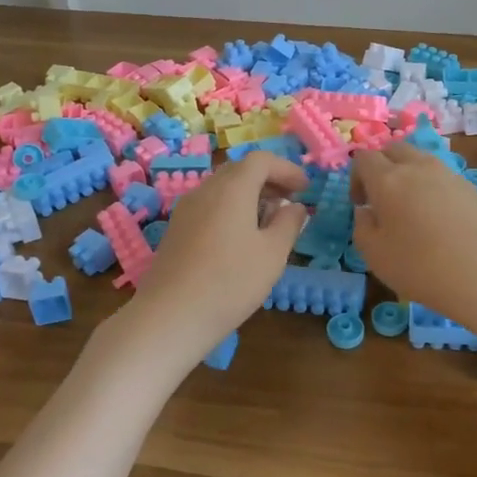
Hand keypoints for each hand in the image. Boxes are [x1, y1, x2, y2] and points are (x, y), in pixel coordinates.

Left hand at [124, 153, 308, 361]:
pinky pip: (209, 206)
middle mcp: (206, 190)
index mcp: (232, 188)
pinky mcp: (176, 230)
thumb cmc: (230, 281)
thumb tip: (295, 206)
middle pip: (240, 171)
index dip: (287, 169)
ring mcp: (186, 209)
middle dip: (268, 180)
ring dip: (249, 196)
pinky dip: (231, 210)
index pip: (261, 160)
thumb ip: (289, 223)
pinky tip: (240, 239)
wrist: (170, 316)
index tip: (305, 188)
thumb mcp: (273, 254)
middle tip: (290, 201)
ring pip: (222, 189)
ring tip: (269, 222)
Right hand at [350, 144, 476, 324]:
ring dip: (411, 175)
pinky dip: (436, 190)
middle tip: (383, 198)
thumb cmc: (420, 267)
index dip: (356, 177)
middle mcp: (419, 167)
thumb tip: (366, 211)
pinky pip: (446, 179)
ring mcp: (450, 175)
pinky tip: (443, 221)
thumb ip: (362, 227)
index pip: (364, 158)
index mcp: (388, 179)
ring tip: (413, 208)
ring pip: (423, 160)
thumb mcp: (375, 255)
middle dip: (383, 166)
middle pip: (394, 148)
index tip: (361, 204)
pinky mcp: (474, 188)